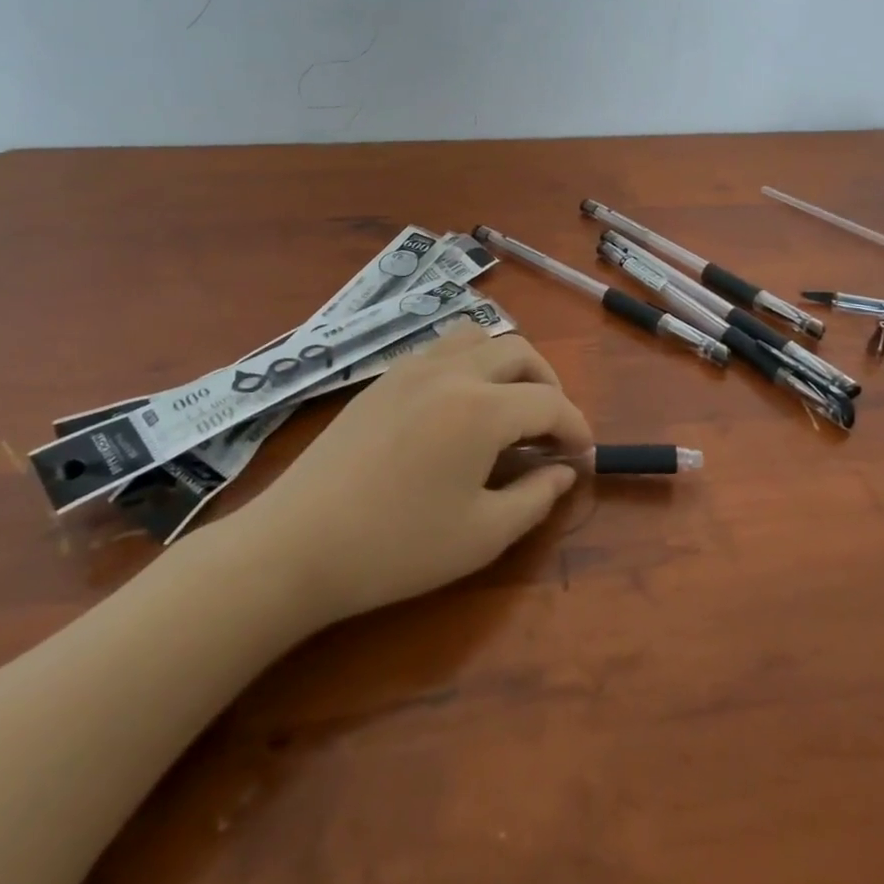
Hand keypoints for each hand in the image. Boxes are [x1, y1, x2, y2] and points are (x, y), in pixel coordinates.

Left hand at [243, 326, 592, 624]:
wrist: (298, 543)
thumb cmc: (397, 547)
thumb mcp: (481, 535)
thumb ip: (535, 497)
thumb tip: (563, 472)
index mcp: (483, 408)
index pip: (550, 402)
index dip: (577, 427)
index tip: (585, 455)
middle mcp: (453, 371)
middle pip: (520, 352)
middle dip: (548, 384)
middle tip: (551, 429)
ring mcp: (414, 366)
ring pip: (478, 336)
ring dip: (508, 362)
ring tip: (509, 405)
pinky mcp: (385, 376)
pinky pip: (443, 347)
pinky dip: (470, 362)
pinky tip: (460, 404)